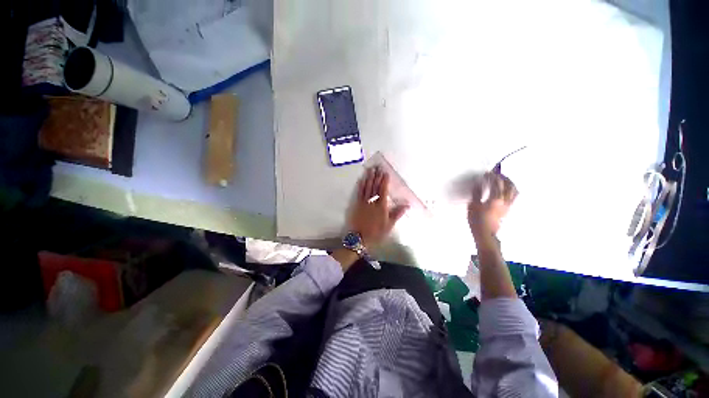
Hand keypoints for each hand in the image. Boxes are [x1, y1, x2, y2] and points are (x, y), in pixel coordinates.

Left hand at [347, 167, 408, 248]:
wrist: (360, 238)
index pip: (383, 190)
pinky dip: (360, 185)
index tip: (385, 173)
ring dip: (368, 178)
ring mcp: (363, 202)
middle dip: (376, 176)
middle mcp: (372, 201)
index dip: (384, 181)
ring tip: (370, 170)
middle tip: (377, 167)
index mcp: (381, 206)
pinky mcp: (356, 205)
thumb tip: (407, 205)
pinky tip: (361, 180)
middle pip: (374, 187)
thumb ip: (397, 213)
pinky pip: (359, 193)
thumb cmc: (376, 233)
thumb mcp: (389, 225)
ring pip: (366, 187)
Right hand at [468, 172, 517, 237]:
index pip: (496, 183)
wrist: (485, 233)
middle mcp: (505, 200)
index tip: (486, 173)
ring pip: (514, 191)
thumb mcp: (473, 205)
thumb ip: (476, 193)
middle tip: (497, 174)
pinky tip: (505, 190)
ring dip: (510, 183)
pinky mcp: (508, 209)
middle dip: (504, 178)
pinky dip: (510, 190)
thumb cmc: (477, 220)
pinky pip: (513, 196)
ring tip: (503, 180)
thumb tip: (478, 184)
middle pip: (509, 185)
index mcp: (495, 199)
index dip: (491, 177)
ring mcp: (508, 205)